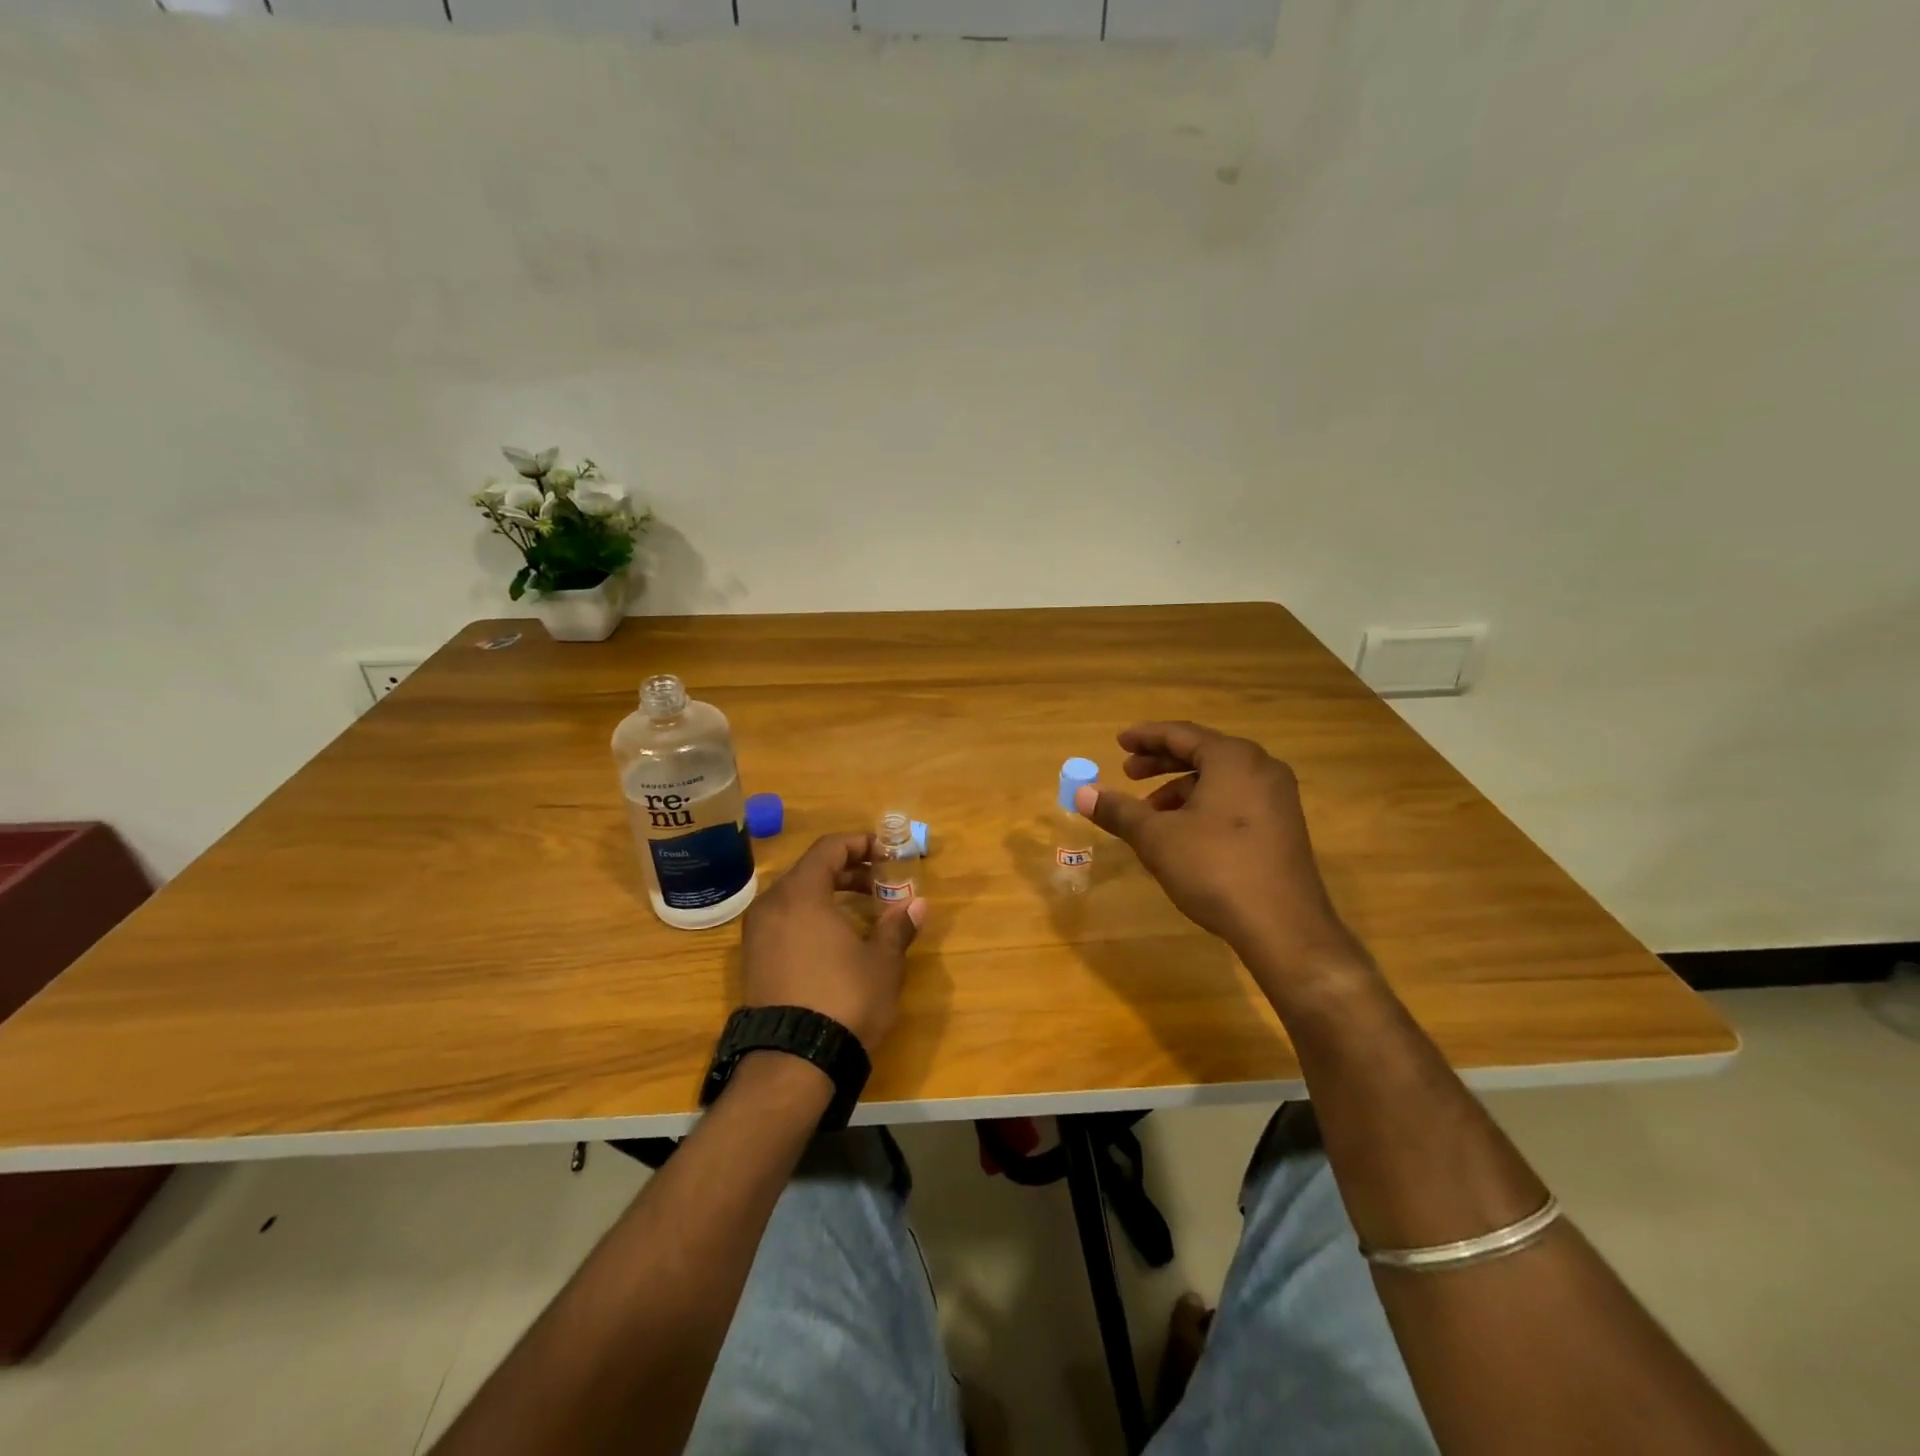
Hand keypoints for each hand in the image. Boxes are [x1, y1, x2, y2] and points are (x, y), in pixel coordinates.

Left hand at [740, 833, 925, 1051]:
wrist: (792, 1062)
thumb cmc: (844, 999)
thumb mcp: (882, 962)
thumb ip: (898, 927)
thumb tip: (916, 904)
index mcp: (801, 894)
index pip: (829, 848)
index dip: (861, 844)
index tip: (887, 854)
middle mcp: (772, 905)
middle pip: (811, 869)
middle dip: (849, 870)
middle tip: (881, 883)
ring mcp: (757, 934)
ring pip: (796, 896)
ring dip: (830, 894)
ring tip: (864, 910)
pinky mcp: (753, 960)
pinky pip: (784, 920)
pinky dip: (811, 916)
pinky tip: (836, 939)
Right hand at [1077, 721, 1365, 975]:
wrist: (1283, 927)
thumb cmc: (1215, 868)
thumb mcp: (1156, 838)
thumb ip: (1118, 810)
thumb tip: (1081, 793)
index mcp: (1233, 758)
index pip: (1181, 734)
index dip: (1145, 737)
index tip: (1119, 743)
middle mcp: (1261, 768)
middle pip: (1202, 753)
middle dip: (1161, 763)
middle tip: (1128, 773)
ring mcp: (1278, 798)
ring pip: (1220, 779)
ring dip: (1180, 789)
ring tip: (1150, 813)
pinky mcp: (1284, 826)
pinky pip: (1236, 799)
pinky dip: (1204, 805)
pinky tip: (1183, 834)